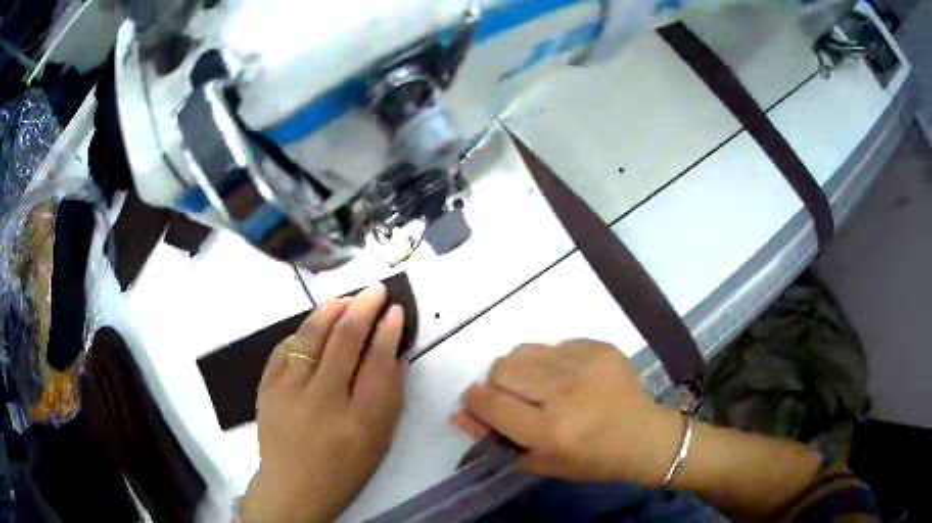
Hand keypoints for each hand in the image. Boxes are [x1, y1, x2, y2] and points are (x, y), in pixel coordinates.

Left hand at [241, 284, 407, 522]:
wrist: (294, 486)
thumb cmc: (345, 469)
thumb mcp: (379, 442)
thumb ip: (391, 399)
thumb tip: (396, 356)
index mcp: (359, 420)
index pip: (377, 363)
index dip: (388, 331)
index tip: (395, 310)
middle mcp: (323, 400)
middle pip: (344, 341)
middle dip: (363, 308)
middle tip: (375, 290)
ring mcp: (289, 392)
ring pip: (310, 337)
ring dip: (330, 311)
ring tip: (345, 298)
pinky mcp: (267, 388)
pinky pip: (284, 348)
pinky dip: (301, 332)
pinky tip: (313, 325)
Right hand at [453, 340, 682, 485]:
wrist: (644, 437)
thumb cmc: (591, 460)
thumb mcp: (540, 461)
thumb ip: (496, 438)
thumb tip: (458, 414)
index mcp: (550, 430)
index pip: (492, 403)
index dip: (476, 401)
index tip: (476, 402)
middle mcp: (565, 392)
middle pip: (502, 368)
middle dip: (498, 385)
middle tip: (517, 399)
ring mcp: (584, 364)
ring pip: (523, 351)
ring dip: (522, 370)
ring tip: (543, 387)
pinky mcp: (599, 346)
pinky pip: (554, 345)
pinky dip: (551, 362)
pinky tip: (571, 379)